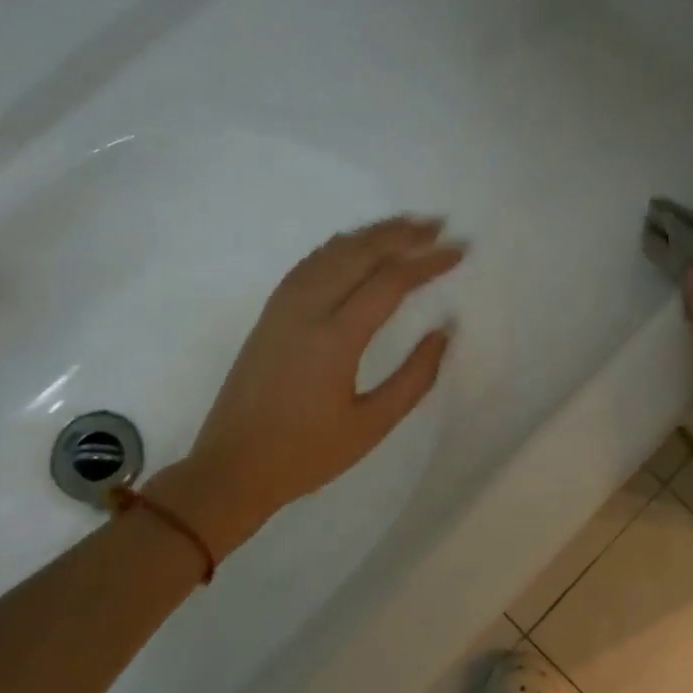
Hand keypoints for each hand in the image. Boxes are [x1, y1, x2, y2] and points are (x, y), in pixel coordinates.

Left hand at [155, 216, 463, 558]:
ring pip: (331, 252)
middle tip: (438, 225)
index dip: (428, 262)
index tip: (459, 251)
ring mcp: (282, 308)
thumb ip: (414, 377)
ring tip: (406, 227)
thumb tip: (443, 331)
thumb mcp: (372, 425)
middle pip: (359, 253)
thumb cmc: (307, 454)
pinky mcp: (269, 314)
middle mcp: (306, 310)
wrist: (233, 467)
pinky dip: (338, 247)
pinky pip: (308, 264)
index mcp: (335, 339)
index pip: (390, 282)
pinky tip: (354, 246)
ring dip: (370, 234)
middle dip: (402, 234)